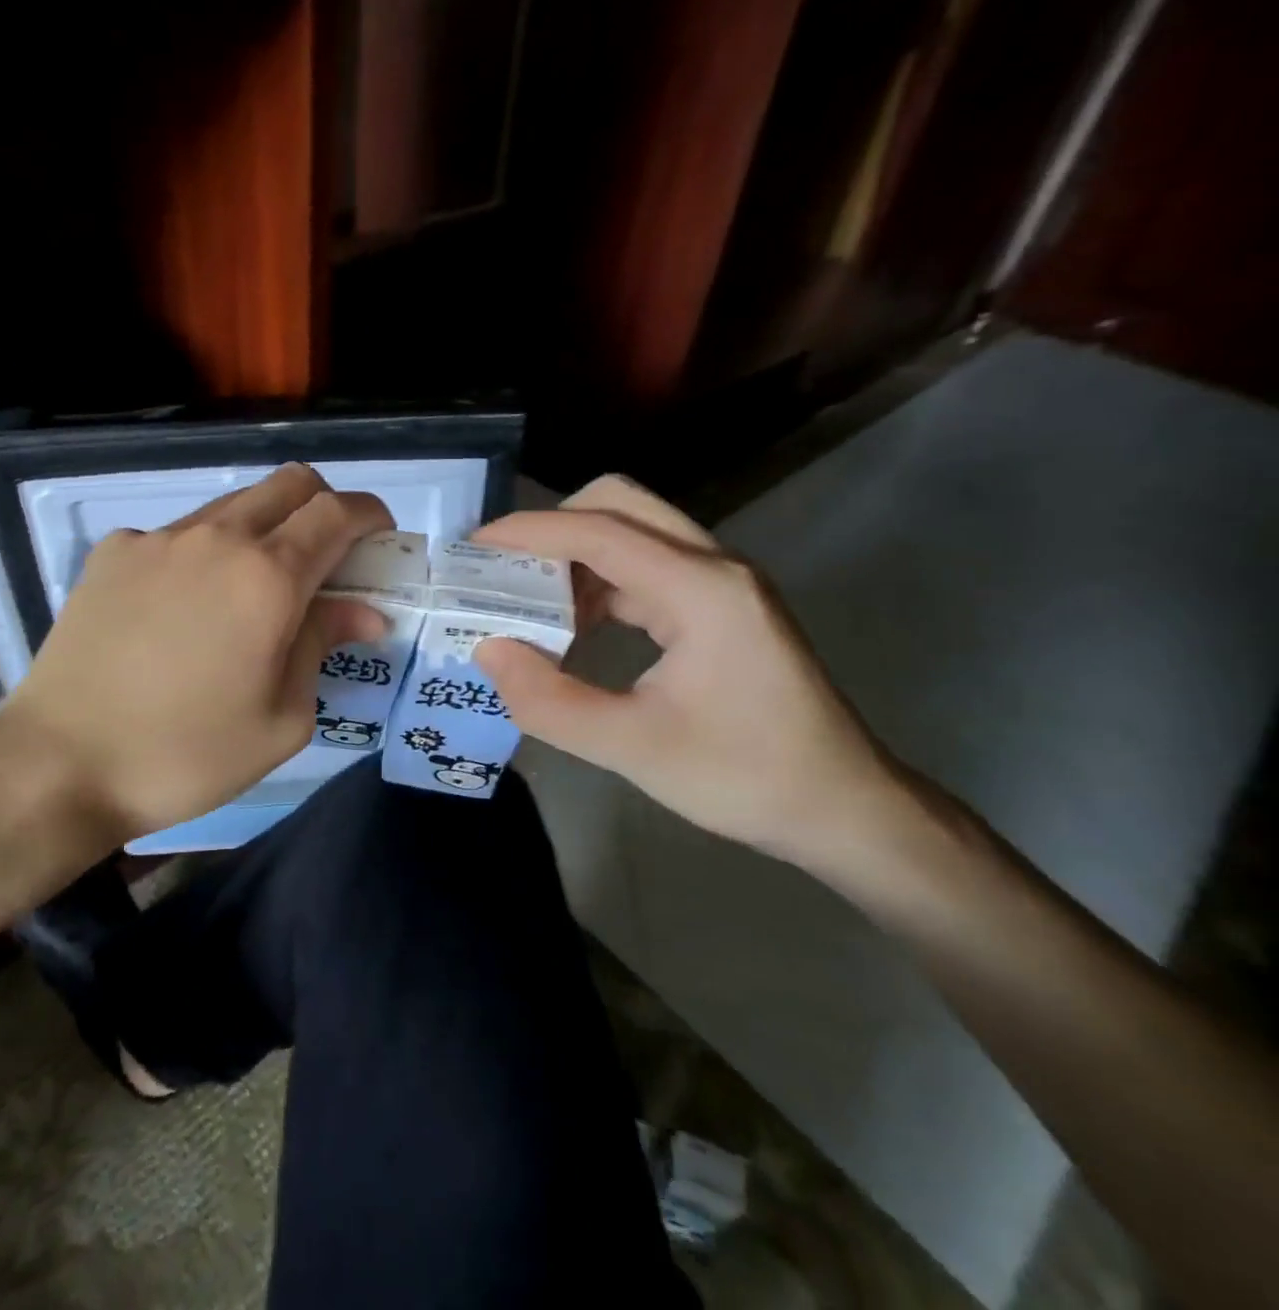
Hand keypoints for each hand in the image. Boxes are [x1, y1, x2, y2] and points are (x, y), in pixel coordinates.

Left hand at [0, 464, 391, 840]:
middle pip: (290, 484)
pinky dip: (204, 552)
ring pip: (233, 506)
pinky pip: (178, 533)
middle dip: (324, 508)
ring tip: (252, 591)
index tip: (380, 540)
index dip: (370, 517)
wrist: (60, 763)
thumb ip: (323, 646)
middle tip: (326, 560)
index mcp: (267, 577)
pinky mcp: (113, 552)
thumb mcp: (281, 718)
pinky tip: (184, 607)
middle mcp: (216, 538)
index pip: (337, 512)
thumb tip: (362, 611)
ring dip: (264, 529)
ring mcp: (158, 539)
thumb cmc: (186, 754)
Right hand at [471, 475, 911, 870]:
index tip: (474, 546)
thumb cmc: (744, 777)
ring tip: (527, 602)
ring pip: (633, 533)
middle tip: (504, 571)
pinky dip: (600, 582)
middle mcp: (714, 567)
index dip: (530, 531)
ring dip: (575, 556)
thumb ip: (550, 700)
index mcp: (701, 590)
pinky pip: (646, 568)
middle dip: (554, 528)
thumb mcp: (634, 748)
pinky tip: (574, 626)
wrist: (843, 810)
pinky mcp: (720, 605)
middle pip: (620, 506)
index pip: (600, 531)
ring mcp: (722, 583)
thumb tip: (487, 650)